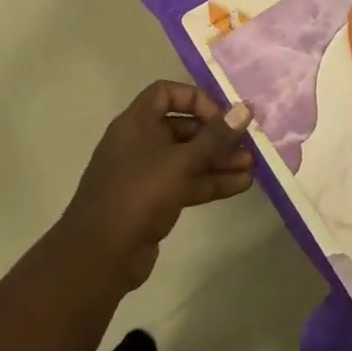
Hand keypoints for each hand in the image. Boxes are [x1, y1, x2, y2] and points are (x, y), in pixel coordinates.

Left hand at [63, 82, 255, 289]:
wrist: (99, 257)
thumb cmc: (137, 195)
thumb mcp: (180, 162)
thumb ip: (215, 137)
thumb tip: (246, 108)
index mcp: (136, 124)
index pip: (166, 93)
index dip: (195, 99)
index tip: (220, 117)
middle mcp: (140, 143)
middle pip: (183, 127)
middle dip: (216, 135)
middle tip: (246, 143)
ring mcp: (147, 173)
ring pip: (188, 158)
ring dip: (219, 160)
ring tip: (252, 166)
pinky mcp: (155, 201)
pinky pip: (187, 183)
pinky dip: (212, 182)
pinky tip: (242, 185)